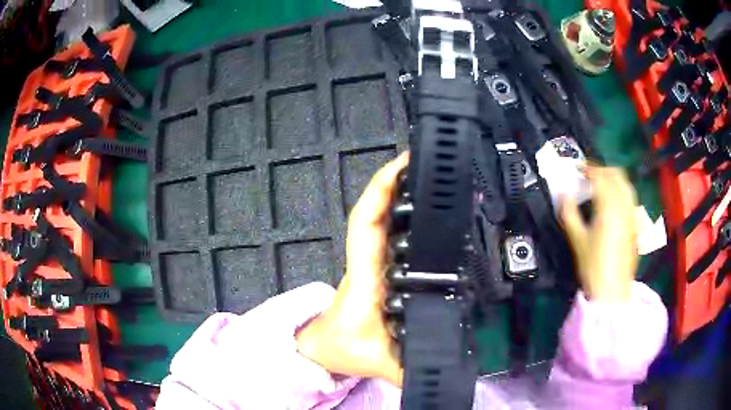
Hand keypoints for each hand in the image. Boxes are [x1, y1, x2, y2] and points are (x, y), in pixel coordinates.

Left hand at [296, 152, 407, 386]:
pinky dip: (400, 212)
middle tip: (427, 160)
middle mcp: (369, 262)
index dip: (380, 191)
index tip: (402, 166)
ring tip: (428, 173)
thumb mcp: (381, 363)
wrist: (326, 349)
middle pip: (378, 211)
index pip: (367, 223)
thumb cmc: (342, 349)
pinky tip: (421, 206)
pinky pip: (387, 232)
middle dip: (397, 180)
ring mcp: (373, 262)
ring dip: (400, 193)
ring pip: (382, 218)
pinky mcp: (379, 266)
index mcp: (365, 277)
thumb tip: (444, 373)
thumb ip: (414, 370)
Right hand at [560, 167, 637, 301]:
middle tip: (589, 174)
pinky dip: (621, 191)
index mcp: (608, 207)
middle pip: (616, 175)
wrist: (612, 290)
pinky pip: (630, 198)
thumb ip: (569, 213)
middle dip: (603, 170)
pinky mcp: (635, 225)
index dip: (588, 168)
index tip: (577, 168)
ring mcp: (632, 215)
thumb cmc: (593, 266)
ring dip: (614, 178)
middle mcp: (624, 206)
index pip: (600, 177)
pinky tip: (614, 202)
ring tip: (602, 184)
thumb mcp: (577, 240)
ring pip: (626, 185)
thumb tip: (564, 194)